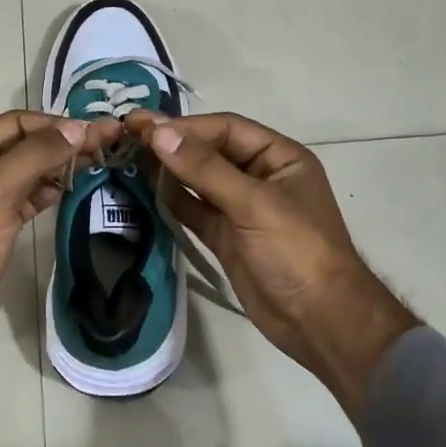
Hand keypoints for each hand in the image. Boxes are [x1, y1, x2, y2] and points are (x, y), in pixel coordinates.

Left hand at [0, 110, 118, 408]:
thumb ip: (37, 153)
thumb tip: (80, 128)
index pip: (15, 123)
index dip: (53, 124)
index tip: (93, 130)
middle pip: (25, 145)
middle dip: (62, 142)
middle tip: (107, 143)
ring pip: (31, 171)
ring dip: (61, 165)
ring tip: (98, 161)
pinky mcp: (0, 225)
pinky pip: (30, 197)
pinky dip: (52, 189)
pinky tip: (74, 186)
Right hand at [126, 111, 418, 414]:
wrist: (319, 320)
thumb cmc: (296, 251)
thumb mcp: (253, 203)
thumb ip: (204, 168)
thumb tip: (158, 132)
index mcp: (278, 157)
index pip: (226, 129)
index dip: (186, 126)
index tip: (144, 127)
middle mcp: (259, 176)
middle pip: (209, 151)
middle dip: (172, 145)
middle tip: (126, 137)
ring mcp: (240, 208)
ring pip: (197, 180)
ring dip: (167, 171)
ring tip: (127, 160)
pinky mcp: (225, 236)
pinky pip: (193, 210)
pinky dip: (171, 201)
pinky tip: (145, 191)